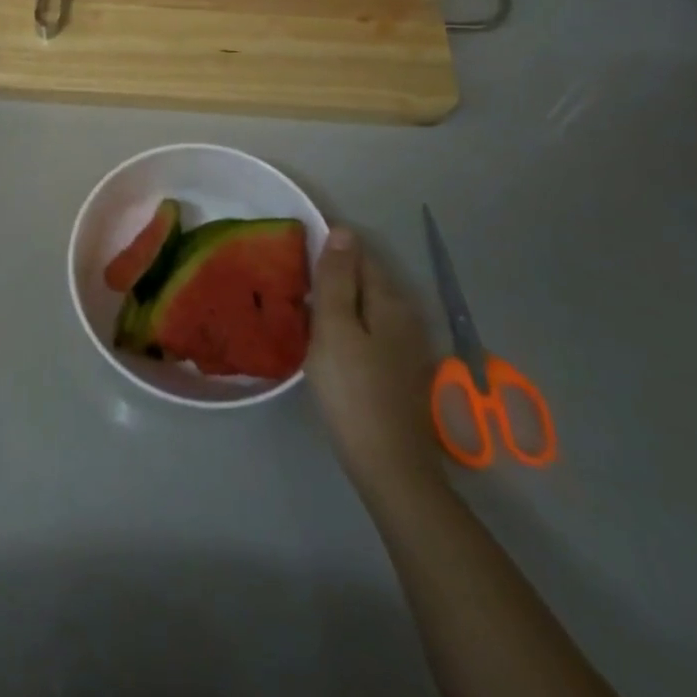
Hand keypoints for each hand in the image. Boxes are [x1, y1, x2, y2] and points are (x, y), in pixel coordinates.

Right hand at [308, 226, 444, 497]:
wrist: (389, 466)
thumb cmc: (353, 390)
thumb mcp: (335, 327)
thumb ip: (337, 279)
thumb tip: (343, 230)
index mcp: (389, 300)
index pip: (358, 254)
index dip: (328, 247)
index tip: (293, 252)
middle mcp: (404, 315)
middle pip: (365, 279)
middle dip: (332, 273)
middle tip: (290, 279)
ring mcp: (406, 345)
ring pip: (366, 306)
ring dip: (338, 301)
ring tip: (301, 307)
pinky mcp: (399, 370)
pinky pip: (369, 330)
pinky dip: (347, 325)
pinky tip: (326, 340)